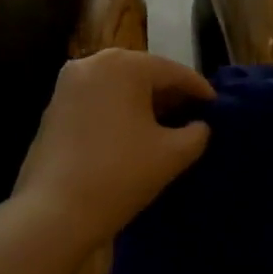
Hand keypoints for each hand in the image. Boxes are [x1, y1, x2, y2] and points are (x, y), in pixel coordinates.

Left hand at [14, 49, 212, 250]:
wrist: (54, 211)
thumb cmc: (120, 175)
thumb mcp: (172, 155)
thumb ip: (197, 133)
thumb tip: (200, 126)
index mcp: (124, 65)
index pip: (174, 72)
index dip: (200, 91)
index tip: (218, 107)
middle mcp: (93, 62)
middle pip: (143, 73)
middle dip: (169, 94)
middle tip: (194, 116)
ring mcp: (68, 83)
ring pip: (118, 85)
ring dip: (143, 102)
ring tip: (166, 126)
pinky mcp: (54, 105)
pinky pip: (98, 98)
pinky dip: (118, 110)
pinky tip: (132, 133)